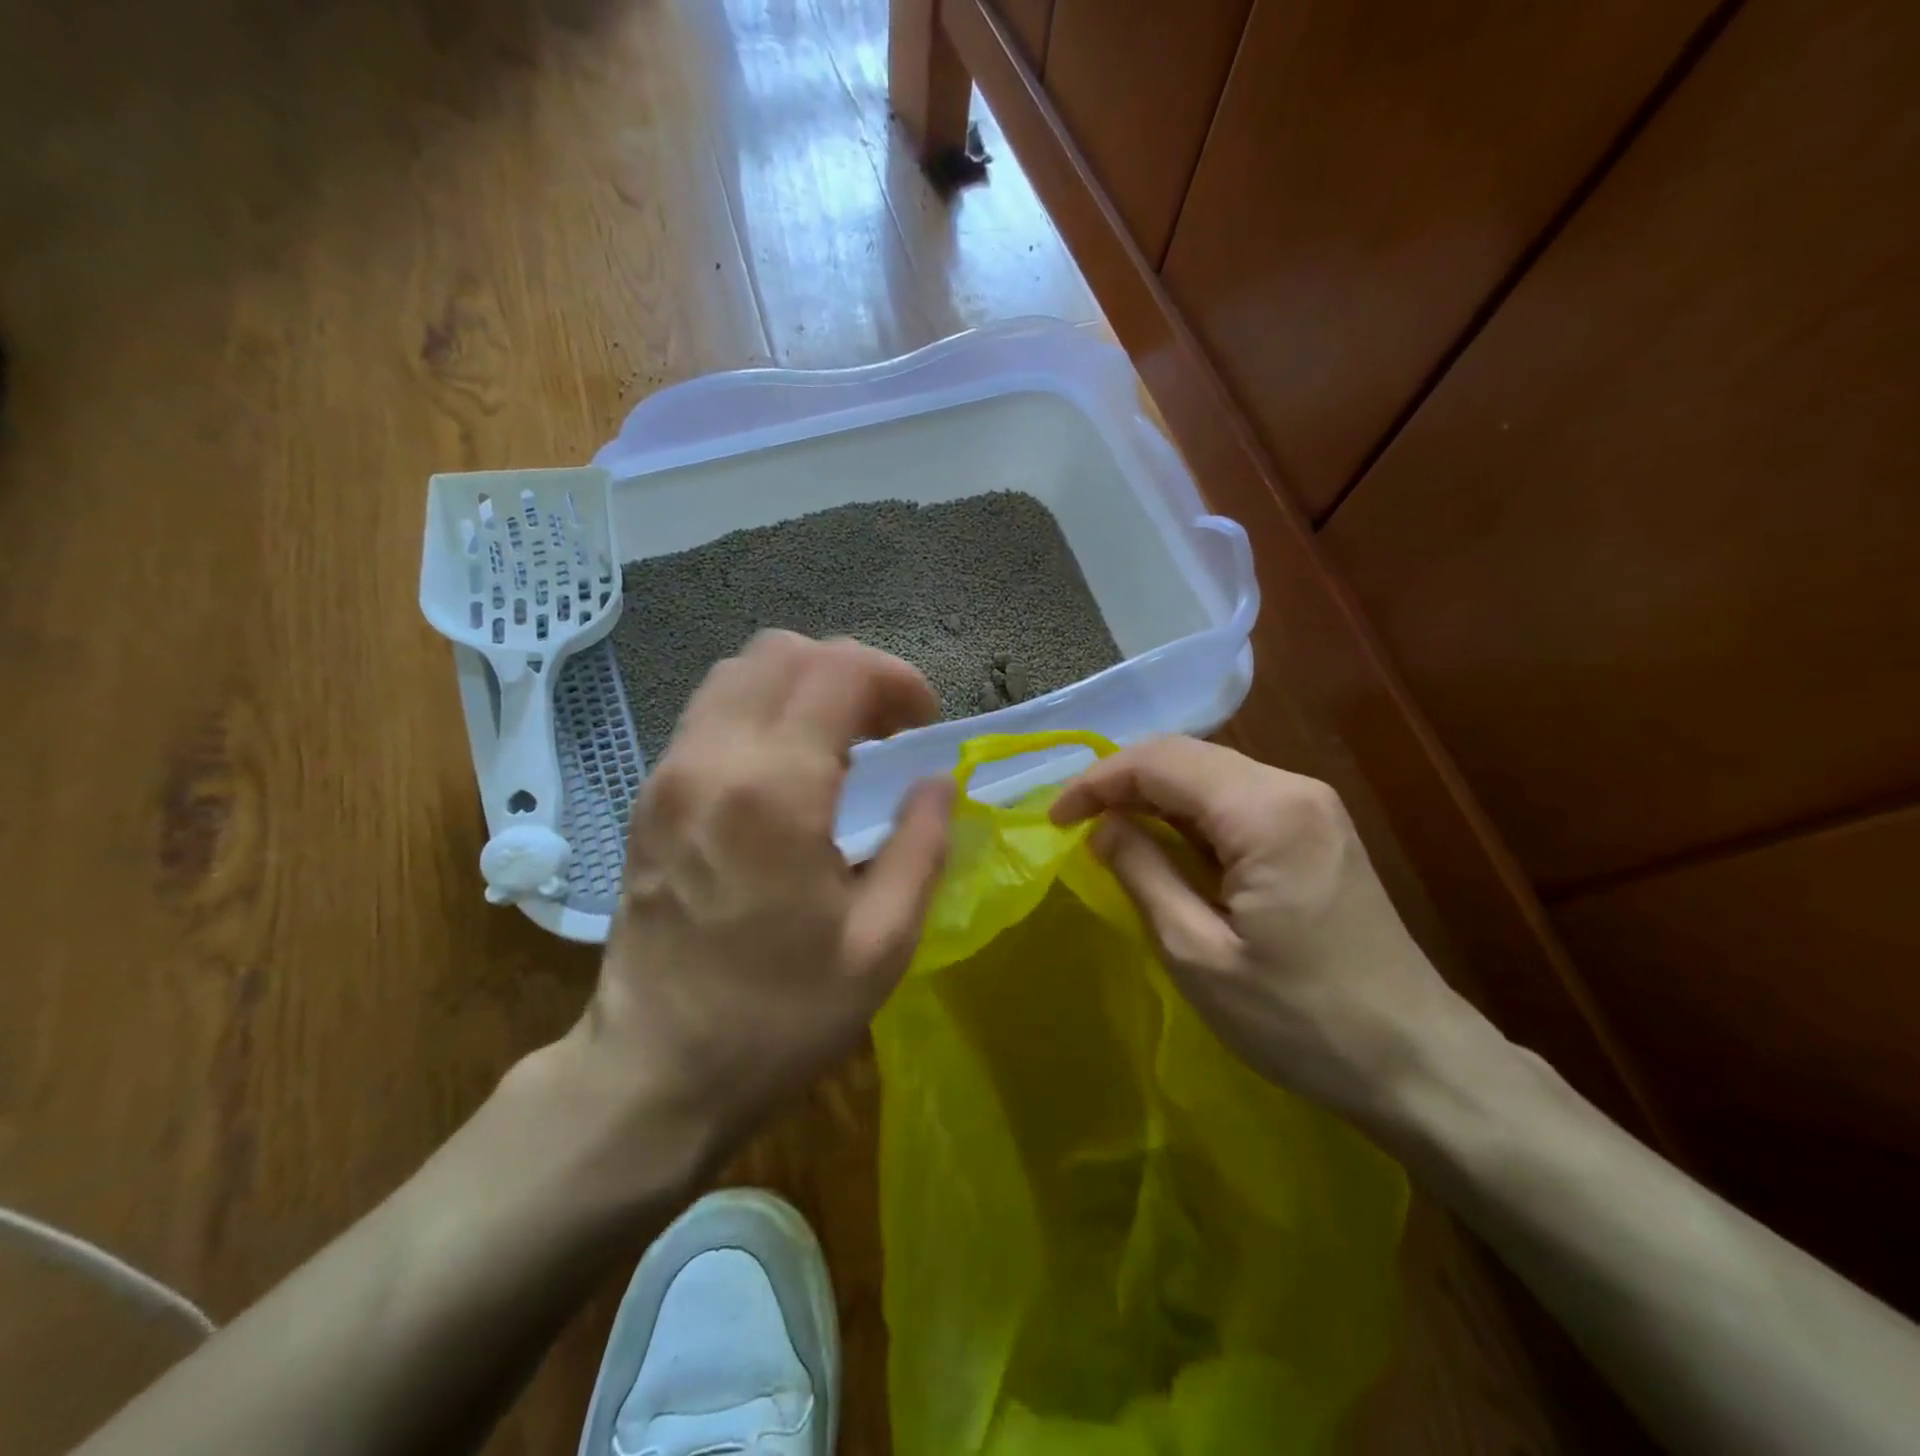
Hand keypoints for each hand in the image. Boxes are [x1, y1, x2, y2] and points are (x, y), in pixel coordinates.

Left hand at [567, 631, 954, 1162]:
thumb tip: (937, 781)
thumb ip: (922, 845)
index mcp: (774, 789)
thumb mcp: (882, 943)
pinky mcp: (650, 794)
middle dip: (851, 672)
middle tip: (887, 731)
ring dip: (804, 685)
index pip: (839, 670)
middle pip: (784, 651)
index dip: (896, 679)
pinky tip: (791, 768)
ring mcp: (669, 772)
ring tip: (842, 744)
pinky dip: (764, 710)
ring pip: (740, 671)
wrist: (654, 1073)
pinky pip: (712, 711)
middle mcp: (711, 758)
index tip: (924, 726)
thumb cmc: (779, 1016)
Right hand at [1051, 736, 1468, 1119]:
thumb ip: (1143, 873)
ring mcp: (1312, 806)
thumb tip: (1103, 826)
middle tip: (1075, 824)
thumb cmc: (1300, 1019)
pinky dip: (1188, 815)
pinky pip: (1236, 801)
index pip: (1161, 761)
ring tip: (1108, 833)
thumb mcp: (1198, 953)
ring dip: (1153, 797)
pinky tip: (1165, 845)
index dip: (1097, 781)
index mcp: (1266, 811)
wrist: (1416, 1061)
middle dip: (1122, 783)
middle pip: (1187, 757)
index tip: (1055, 819)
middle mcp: (1293, 788)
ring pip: (1210, 775)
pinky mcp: (1317, 829)